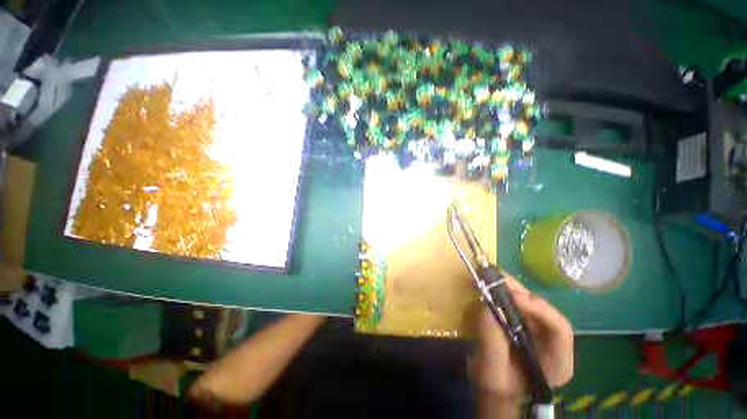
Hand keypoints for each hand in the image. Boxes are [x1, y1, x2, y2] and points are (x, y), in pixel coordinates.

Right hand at [471, 275, 573, 398]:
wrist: (492, 386)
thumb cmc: (496, 385)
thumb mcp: (493, 370)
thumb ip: (493, 341)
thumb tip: (488, 309)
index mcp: (557, 361)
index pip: (561, 329)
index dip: (541, 310)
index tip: (514, 298)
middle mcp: (551, 341)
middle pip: (543, 310)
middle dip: (520, 293)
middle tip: (498, 278)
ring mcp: (537, 329)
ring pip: (528, 302)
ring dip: (510, 288)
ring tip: (491, 277)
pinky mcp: (522, 322)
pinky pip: (515, 303)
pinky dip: (503, 292)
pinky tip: (490, 284)